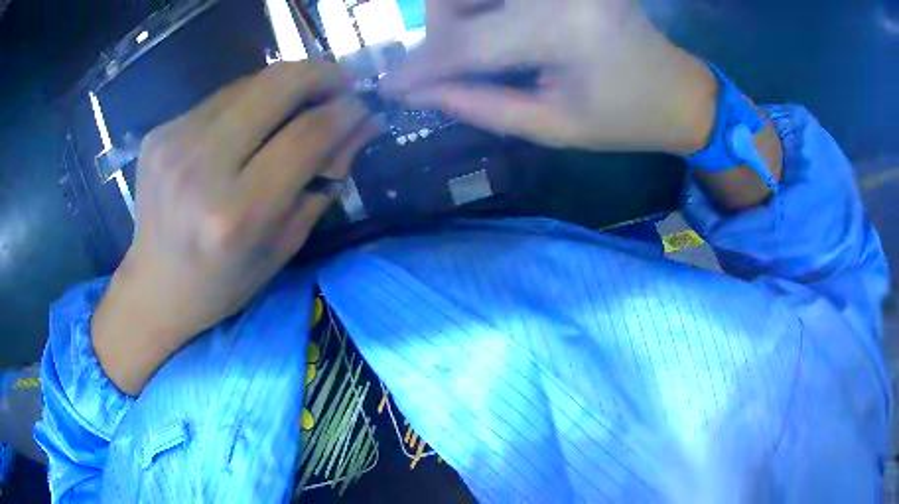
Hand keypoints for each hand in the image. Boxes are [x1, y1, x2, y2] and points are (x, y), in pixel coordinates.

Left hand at [93, 62, 381, 394]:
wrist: (156, 286)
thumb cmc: (225, 281)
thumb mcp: (285, 243)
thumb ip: (325, 179)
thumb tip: (363, 124)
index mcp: (237, 213)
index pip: (307, 134)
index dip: (345, 111)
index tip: (363, 106)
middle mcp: (200, 169)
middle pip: (276, 86)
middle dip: (320, 75)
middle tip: (340, 83)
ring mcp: (173, 143)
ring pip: (249, 83)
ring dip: (285, 85)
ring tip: (300, 102)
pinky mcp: (158, 133)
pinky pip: (219, 98)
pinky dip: (247, 100)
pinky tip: (251, 122)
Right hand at [383, 0, 716, 154]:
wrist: (678, 90)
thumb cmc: (626, 118)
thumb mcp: (554, 127)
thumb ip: (481, 105)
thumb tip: (418, 93)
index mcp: (566, 30)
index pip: (470, 42)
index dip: (423, 65)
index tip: (389, 86)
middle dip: (440, 30)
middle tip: (445, 65)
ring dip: (459, 12)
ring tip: (477, 48)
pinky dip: (484, 6)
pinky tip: (497, 28)